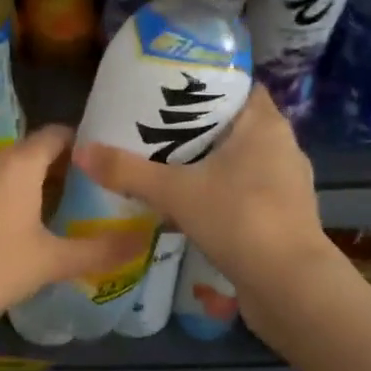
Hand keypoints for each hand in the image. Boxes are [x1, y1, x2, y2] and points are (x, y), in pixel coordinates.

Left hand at [0, 126, 152, 327]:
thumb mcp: (52, 260)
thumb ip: (100, 250)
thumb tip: (146, 241)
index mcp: (19, 162)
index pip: (59, 134)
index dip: (86, 144)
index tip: (110, 164)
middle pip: (36, 152)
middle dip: (66, 169)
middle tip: (97, 192)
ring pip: (12, 171)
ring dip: (38, 185)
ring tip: (68, 210)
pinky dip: (13, 197)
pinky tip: (26, 228)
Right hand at [73, 86, 339, 308]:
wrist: (289, 285)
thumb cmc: (238, 219)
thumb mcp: (175, 192)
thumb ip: (127, 171)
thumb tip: (81, 151)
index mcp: (264, 125)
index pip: (240, 87)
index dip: (208, 84)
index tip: (172, 91)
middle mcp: (282, 147)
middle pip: (237, 124)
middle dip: (200, 127)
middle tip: (157, 128)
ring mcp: (288, 184)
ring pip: (243, 160)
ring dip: (212, 162)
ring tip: (170, 166)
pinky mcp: (285, 216)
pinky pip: (248, 191)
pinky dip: (224, 192)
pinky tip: (194, 205)